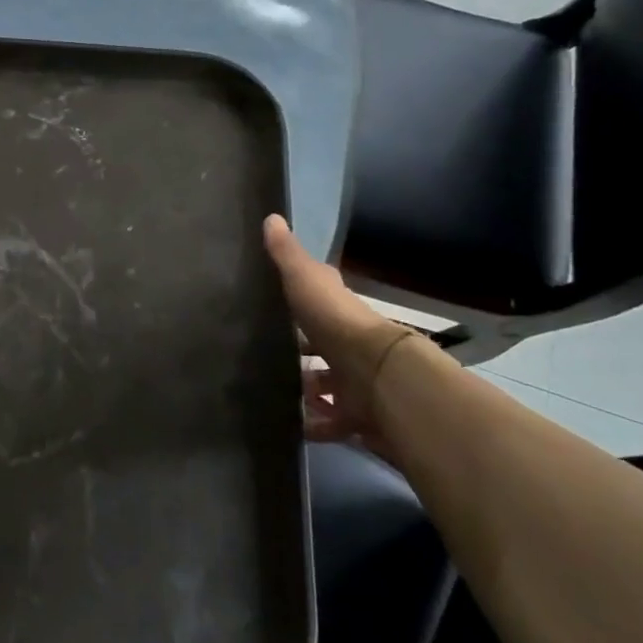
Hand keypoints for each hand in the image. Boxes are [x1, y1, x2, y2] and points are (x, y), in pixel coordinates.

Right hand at [263, 214, 414, 450]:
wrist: (378, 376)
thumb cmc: (337, 323)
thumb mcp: (304, 281)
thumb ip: (287, 255)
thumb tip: (271, 217)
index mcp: (339, 313)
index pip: (319, 305)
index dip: (300, 307)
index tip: (274, 311)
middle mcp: (350, 346)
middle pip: (322, 350)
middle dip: (301, 356)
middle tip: (265, 360)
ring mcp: (356, 382)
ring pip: (327, 387)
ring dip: (306, 392)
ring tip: (272, 394)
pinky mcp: (358, 414)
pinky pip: (332, 422)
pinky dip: (314, 425)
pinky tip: (290, 425)